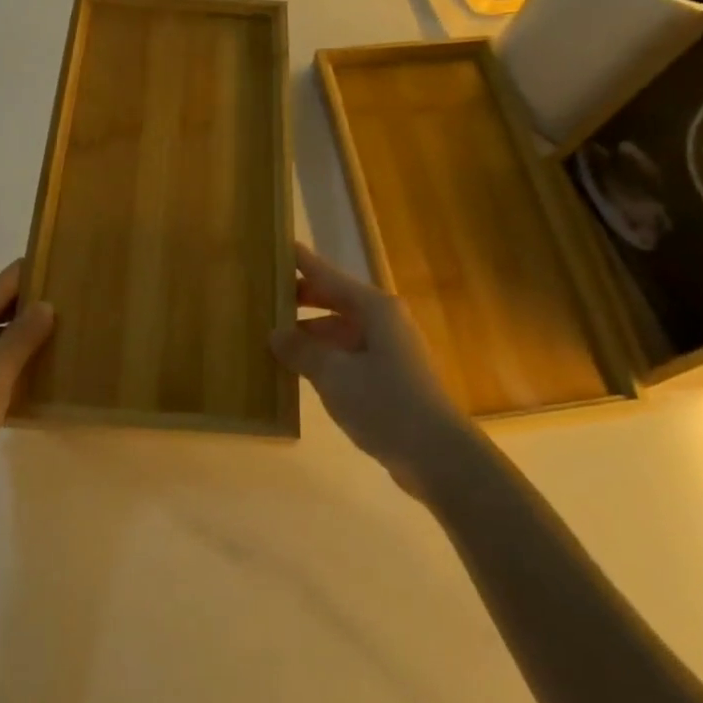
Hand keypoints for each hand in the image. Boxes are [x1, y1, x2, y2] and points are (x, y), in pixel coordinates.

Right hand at [269, 244, 474, 486]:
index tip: (278, 246)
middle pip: (335, 301)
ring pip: (340, 331)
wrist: (438, 456)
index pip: (328, 276)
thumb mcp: (334, 375)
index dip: (302, 263)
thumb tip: (275, 333)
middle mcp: (383, 321)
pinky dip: (324, 357)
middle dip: (301, 300)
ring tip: (272, 336)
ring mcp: (388, 350)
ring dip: (310, 334)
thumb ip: (302, 351)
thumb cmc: (385, 403)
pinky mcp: (389, 378)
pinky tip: (300, 370)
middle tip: (264, 296)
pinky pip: (347, 356)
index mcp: (374, 309)